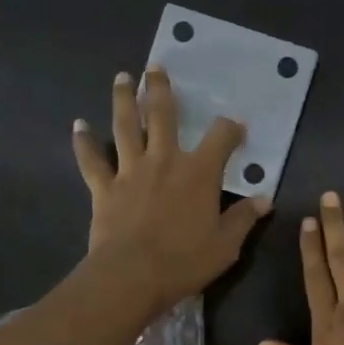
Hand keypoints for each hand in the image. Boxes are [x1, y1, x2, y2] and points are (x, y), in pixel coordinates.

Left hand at [72, 68, 269, 314]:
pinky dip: (84, 143)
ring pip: (125, 126)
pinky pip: (92, 160)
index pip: (221, 137)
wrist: (132, 276)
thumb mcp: (226, 245)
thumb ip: (243, 219)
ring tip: (122, 78)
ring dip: (124, 100)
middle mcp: (164, 160)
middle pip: (163, 115)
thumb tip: (265, 200)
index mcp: (199, 172)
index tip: (236, 127)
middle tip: (156, 68)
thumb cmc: (185, 261)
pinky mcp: (104, 188)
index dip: (231, 129)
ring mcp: (130, 171)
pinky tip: (78, 125)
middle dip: (161, 90)